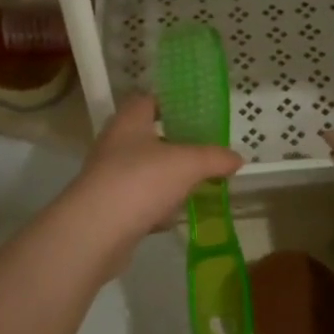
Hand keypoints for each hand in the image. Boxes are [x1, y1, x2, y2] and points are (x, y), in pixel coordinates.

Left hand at [68, 95, 241, 240]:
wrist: (96, 232)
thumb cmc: (141, 181)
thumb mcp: (188, 164)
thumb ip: (214, 158)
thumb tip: (237, 158)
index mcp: (129, 122)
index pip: (146, 101)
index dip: (169, 104)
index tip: (194, 115)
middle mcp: (114, 144)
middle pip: (147, 138)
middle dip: (174, 146)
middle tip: (202, 153)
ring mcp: (108, 178)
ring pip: (144, 172)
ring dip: (166, 179)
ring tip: (194, 186)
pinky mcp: (108, 209)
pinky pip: (138, 202)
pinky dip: (155, 208)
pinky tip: (172, 218)